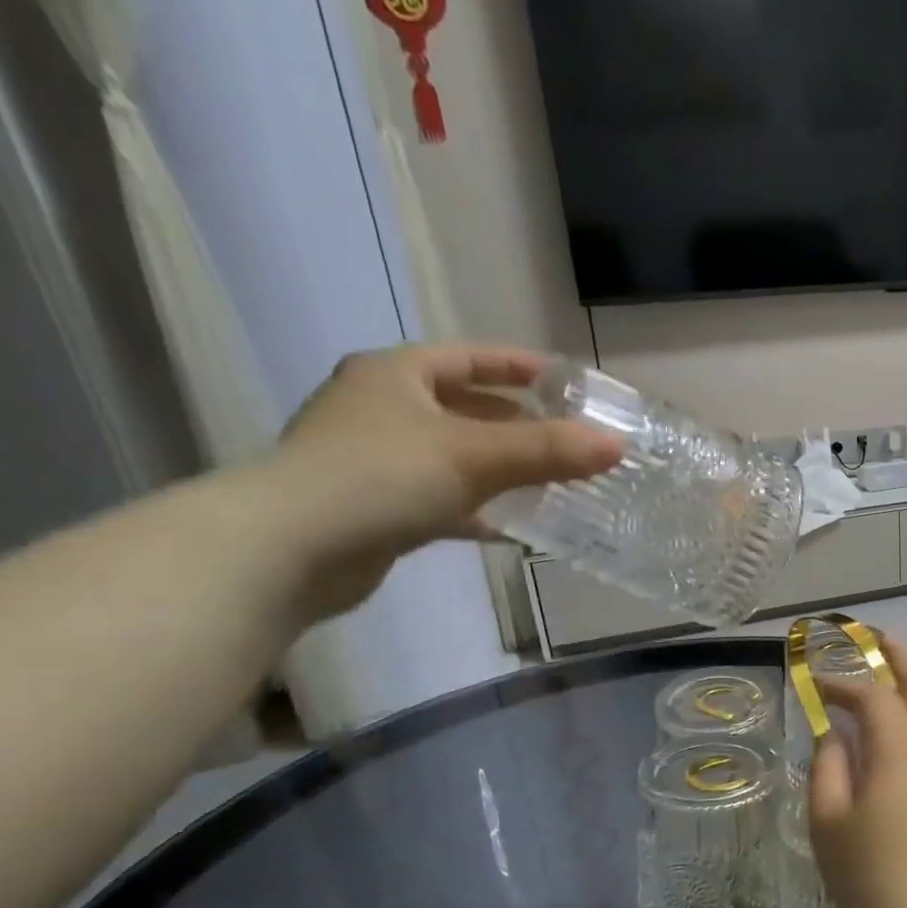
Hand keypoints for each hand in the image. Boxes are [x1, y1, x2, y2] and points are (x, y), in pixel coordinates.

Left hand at [260, 343, 621, 620]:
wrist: (290, 550)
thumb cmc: (381, 477)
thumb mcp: (474, 456)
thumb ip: (548, 451)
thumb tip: (616, 446)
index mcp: (397, 374)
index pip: (471, 357)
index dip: (520, 366)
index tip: (566, 383)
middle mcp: (383, 408)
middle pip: (466, 408)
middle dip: (519, 424)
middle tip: (568, 439)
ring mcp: (375, 459)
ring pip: (456, 456)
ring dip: (502, 469)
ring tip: (554, 482)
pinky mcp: (377, 507)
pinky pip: (443, 498)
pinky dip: (478, 508)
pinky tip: (514, 527)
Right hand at [807, 635, 906, 907]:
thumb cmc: (873, 878)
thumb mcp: (828, 824)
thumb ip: (828, 767)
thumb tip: (835, 734)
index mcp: (898, 747)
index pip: (872, 696)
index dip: (844, 683)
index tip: (819, 684)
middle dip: (900, 657)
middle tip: (880, 637)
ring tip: (906, 668)